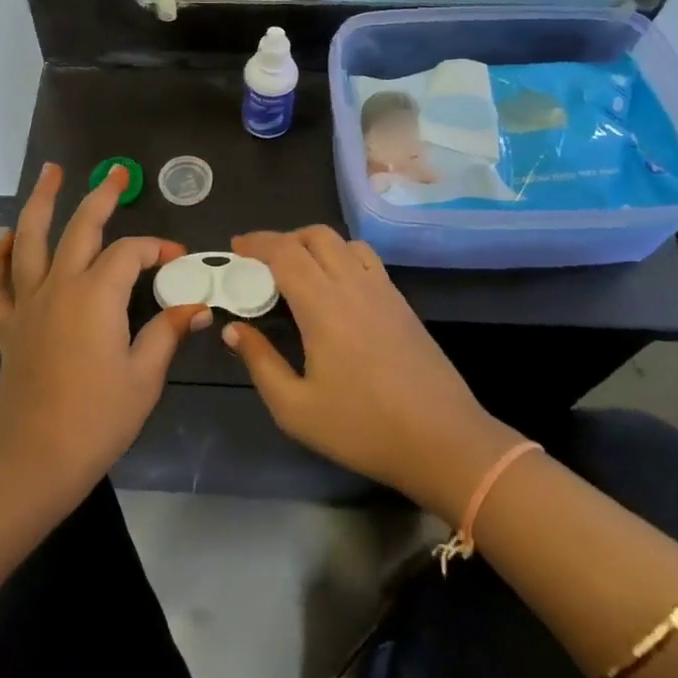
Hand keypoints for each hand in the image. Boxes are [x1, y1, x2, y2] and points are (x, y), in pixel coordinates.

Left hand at [0, 163, 207, 499]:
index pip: (131, 253)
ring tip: (52, 172)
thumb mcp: (145, 376)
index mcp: (97, 295)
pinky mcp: (6, 324)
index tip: (178, 258)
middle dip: (102, 196)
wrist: (36, 459)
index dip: (158, 248)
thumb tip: (198, 307)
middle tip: (117, 173)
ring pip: (28, 239)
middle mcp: (59, 286)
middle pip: (81, 227)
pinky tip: (7, 240)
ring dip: (41, 202)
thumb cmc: (98, 419)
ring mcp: (27, 303)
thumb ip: (168, 332)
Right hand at [222, 226, 518, 524]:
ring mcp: (383, 290)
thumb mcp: (295, 408)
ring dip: (314, 244)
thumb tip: (234, 330)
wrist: (444, 442)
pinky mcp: (402, 303)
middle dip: (283, 239)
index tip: (236, 248)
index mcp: (322, 305)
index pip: (284, 252)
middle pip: (315, 236)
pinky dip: (341, 256)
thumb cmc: (363, 428)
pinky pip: (366, 260)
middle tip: (261, 262)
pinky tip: (335, 288)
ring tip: (297, 270)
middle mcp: (353, 284)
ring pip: (344, 242)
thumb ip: (260, 362)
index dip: (256, 243)